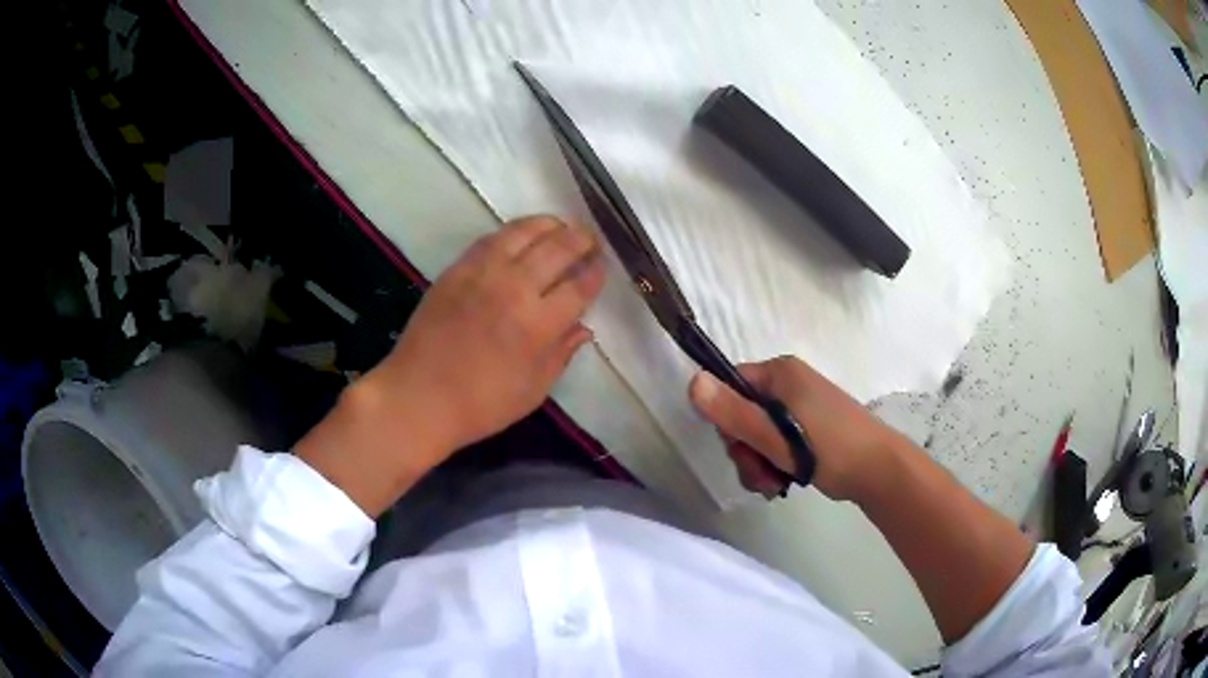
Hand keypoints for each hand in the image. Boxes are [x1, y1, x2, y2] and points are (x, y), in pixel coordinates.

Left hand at [296, 216, 605, 515]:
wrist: (418, 397)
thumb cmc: (480, 405)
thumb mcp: (532, 391)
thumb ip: (561, 354)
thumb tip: (584, 328)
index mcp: (538, 324)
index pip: (579, 286)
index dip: (596, 272)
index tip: (602, 266)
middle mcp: (515, 289)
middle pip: (558, 248)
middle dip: (581, 240)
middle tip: (590, 241)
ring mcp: (482, 273)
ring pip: (524, 232)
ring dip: (549, 225)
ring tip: (561, 226)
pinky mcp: (457, 269)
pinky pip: (492, 239)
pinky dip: (514, 231)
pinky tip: (522, 235)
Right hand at [688, 356, 899, 501]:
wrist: (879, 470)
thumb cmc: (830, 448)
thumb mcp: (776, 436)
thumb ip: (734, 413)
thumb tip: (692, 382)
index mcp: (781, 374)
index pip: (731, 386)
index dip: (726, 420)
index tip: (740, 448)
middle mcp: (788, 385)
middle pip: (742, 414)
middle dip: (745, 450)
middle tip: (760, 473)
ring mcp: (799, 407)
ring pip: (757, 434)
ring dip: (757, 462)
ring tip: (773, 484)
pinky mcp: (808, 429)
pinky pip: (776, 443)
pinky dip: (773, 463)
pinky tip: (782, 482)